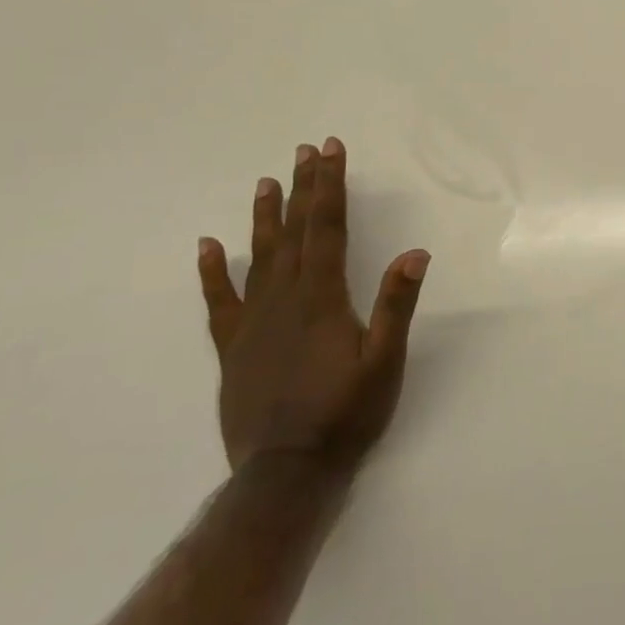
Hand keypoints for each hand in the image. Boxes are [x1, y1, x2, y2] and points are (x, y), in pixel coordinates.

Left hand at [196, 138, 428, 474]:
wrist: (286, 473)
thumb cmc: (346, 414)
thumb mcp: (384, 361)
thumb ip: (396, 305)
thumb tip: (415, 252)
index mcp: (322, 298)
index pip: (326, 228)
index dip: (329, 186)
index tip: (329, 150)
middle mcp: (284, 299)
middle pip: (295, 232)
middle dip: (303, 188)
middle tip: (304, 151)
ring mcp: (253, 322)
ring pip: (259, 256)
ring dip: (265, 217)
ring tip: (266, 182)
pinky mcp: (233, 348)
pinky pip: (220, 301)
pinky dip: (214, 272)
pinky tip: (209, 246)